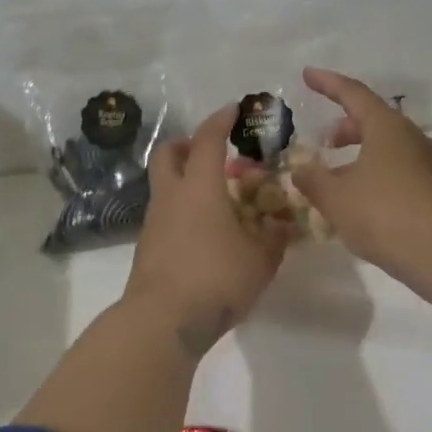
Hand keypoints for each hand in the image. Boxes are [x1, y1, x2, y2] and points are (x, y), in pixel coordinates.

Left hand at [125, 104, 286, 355]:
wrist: (164, 320)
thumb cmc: (216, 278)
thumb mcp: (261, 260)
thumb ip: (274, 239)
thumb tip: (284, 227)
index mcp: (199, 188)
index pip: (208, 140)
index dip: (221, 120)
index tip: (234, 110)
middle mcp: (171, 197)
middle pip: (168, 153)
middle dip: (188, 144)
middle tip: (212, 153)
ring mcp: (154, 222)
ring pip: (164, 185)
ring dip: (186, 181)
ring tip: (217, 200)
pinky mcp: (148, 247)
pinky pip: (165, 215)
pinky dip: (182, 211)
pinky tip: (205, 233)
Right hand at [292, 68, 431, 292]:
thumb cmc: (383, 214)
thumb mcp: (335, 197)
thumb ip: (312, 180)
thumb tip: (301, 170)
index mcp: (387, 127)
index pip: (353, 94)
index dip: (327, 84)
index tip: (307, 75)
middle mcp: (411, 138)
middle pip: (374, 120)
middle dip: (345, 126)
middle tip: (324, 141)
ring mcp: (427, 165)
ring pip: (387, 147)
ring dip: (360, 154)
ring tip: (337, 176)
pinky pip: (397, 170)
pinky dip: (374, 174)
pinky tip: (360, 200)